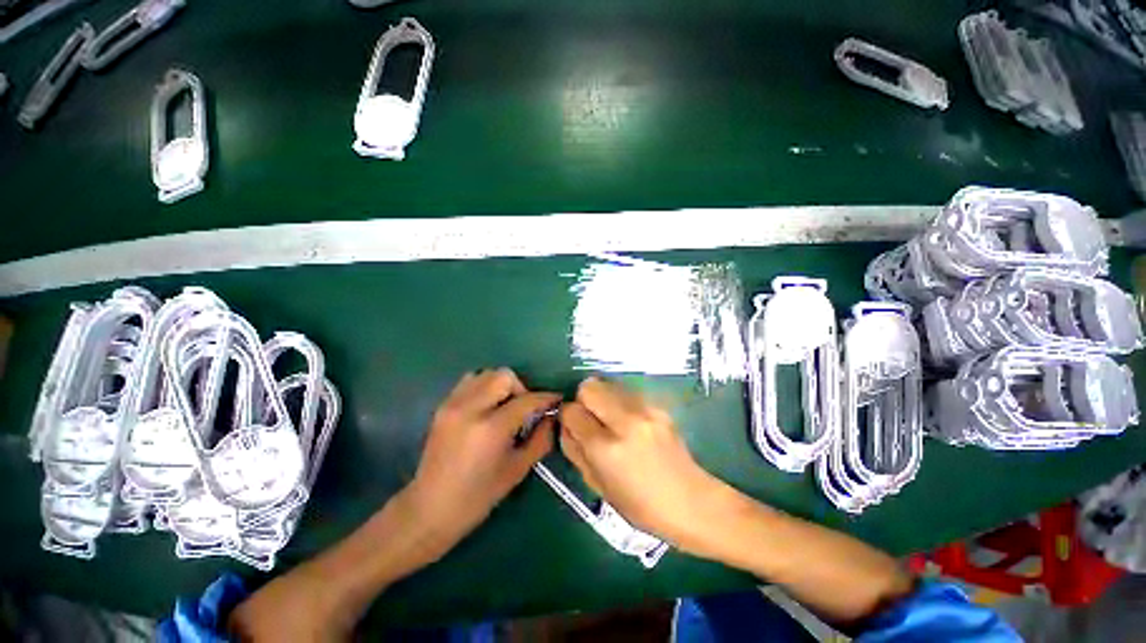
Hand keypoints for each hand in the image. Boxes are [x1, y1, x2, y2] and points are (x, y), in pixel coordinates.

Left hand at [405, 368, 558, 555]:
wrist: (429, 510)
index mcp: (491, 428)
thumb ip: (540, 440)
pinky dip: (484, 386)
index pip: (526, 400)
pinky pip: (470, 382)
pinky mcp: (443, 406)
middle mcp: (470, 408)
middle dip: (522, 388)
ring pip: (486, 374)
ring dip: (502, 385)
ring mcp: (453, 404)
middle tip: (525, 408)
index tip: (556, 399)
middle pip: (505, 376)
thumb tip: (552, 418)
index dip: (546, 398)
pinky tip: (487, 407)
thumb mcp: (517, 470)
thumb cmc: (478, 496)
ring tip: (505, 407)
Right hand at [558, 377, 722, 548]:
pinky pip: (628, 392)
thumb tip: (565, 424)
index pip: (572, 411)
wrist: (691, 501)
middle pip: (589, 386)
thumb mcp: (597, 484)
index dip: (567, 416)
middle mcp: (625, 421)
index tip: (573, 425)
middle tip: (591, 419)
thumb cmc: (640, 505)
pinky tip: (631, 423)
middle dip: (583, 400)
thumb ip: (574, 450)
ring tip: (611, 420)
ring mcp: (645, 410)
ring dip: (603, 398)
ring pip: (608, 384)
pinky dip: (621, 402)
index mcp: (606, 448)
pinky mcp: (658, 406)